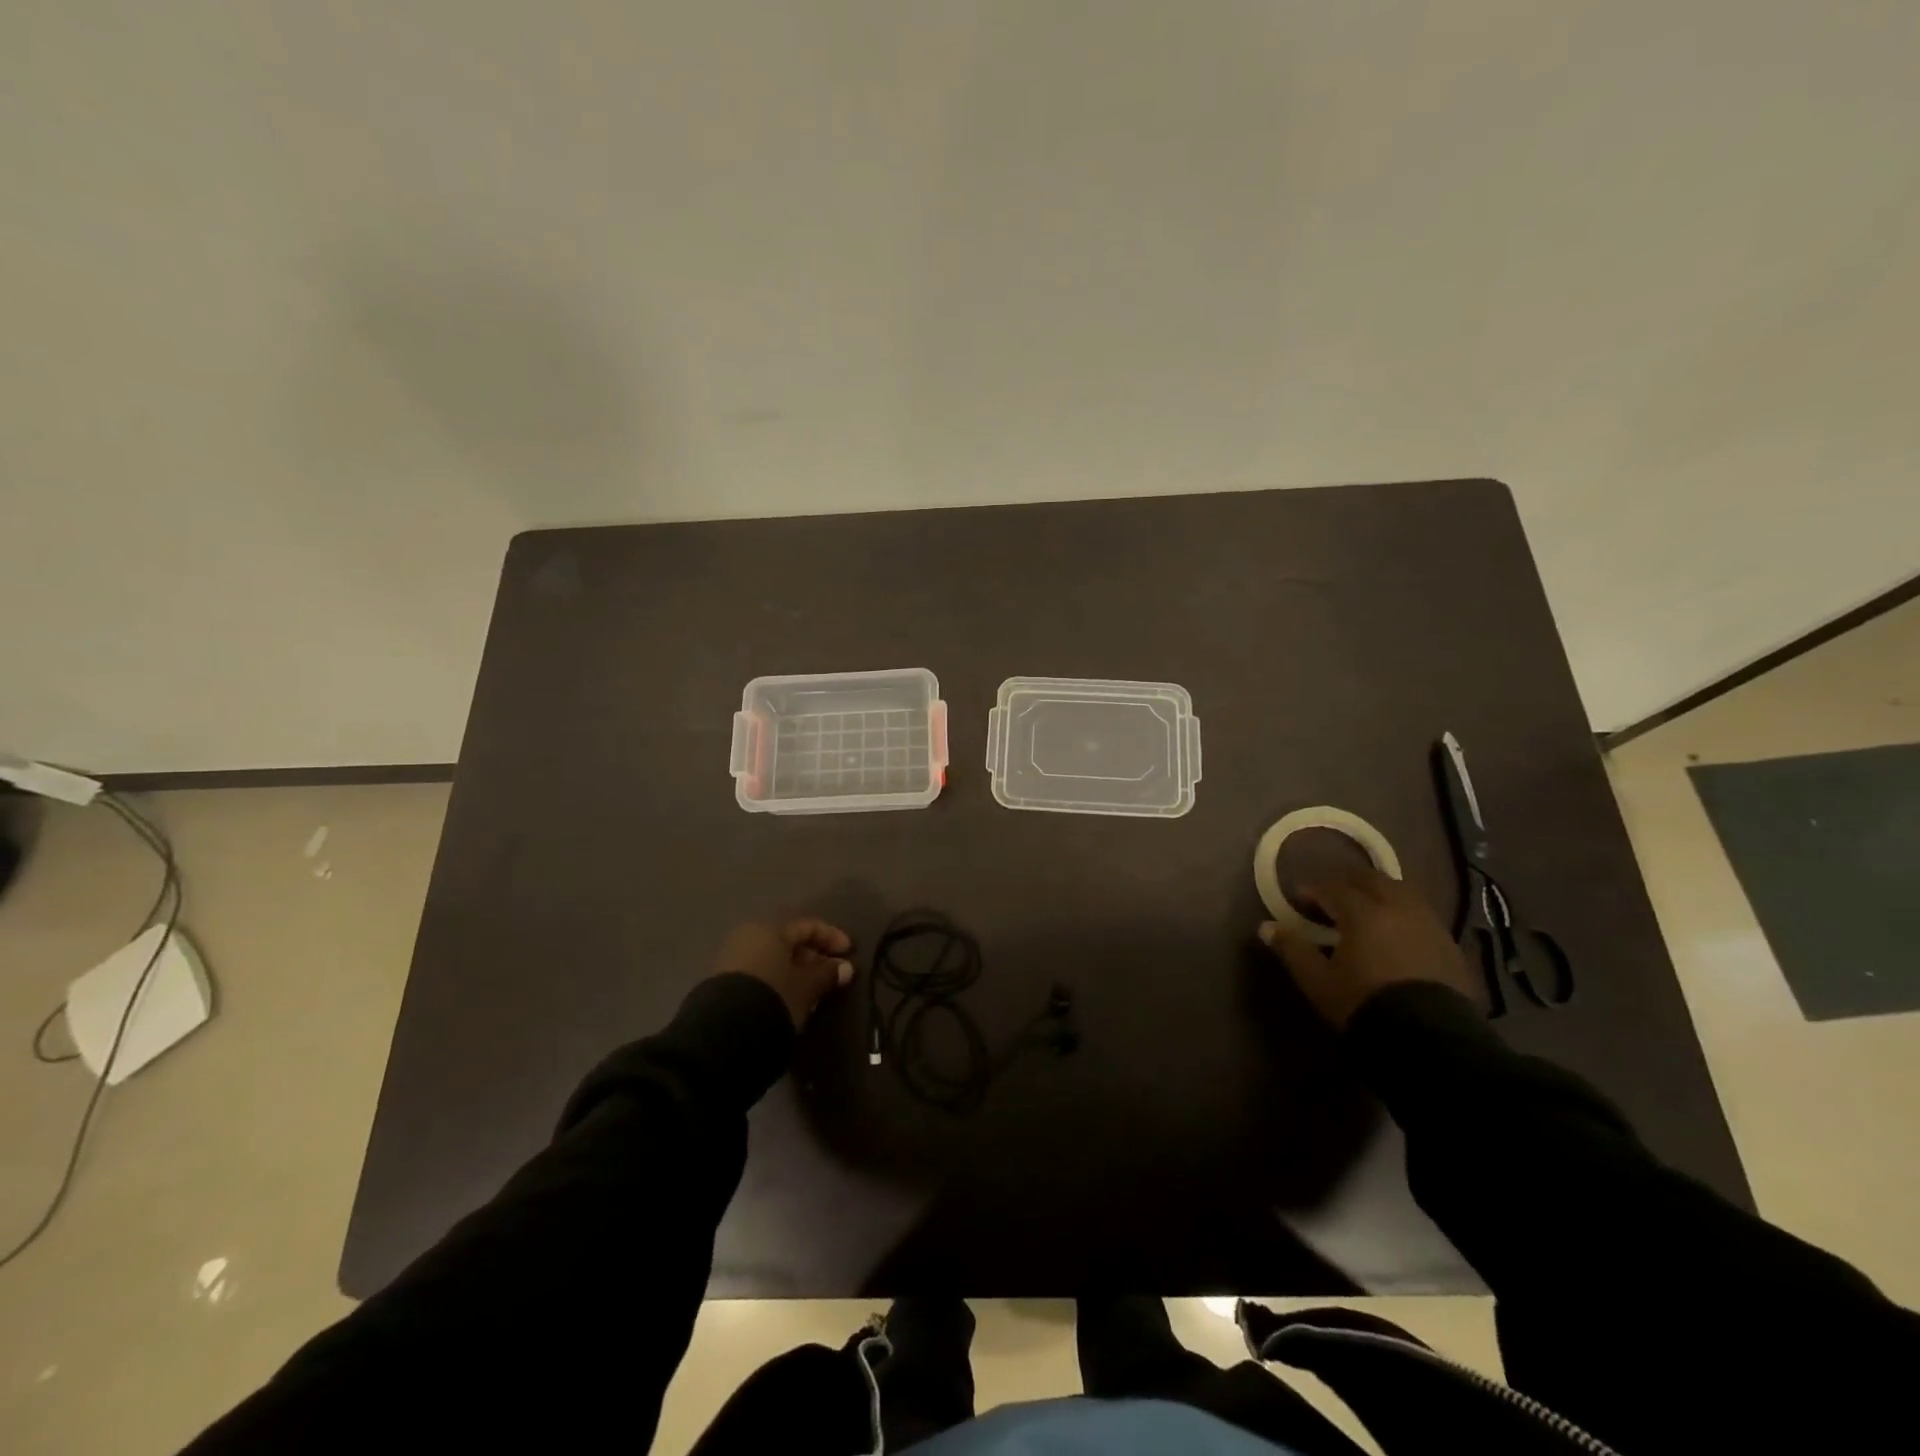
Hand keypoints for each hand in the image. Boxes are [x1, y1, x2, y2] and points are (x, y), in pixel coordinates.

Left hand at [714, 918, 855, 1028]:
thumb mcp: (807, 987)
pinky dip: (778, 981)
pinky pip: (760, 973)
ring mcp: (732, 959)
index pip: (807, 926)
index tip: (849, 953)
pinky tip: (789, 999)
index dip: (831, 937)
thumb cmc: (774, 997)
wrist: (725, 1032)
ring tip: (813, 992)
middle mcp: (749, 937)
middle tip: (831, 975)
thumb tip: (845, 967)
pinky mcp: (723, 983)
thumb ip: (827, 974)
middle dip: (813, 957)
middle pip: (788, 942)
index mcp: (770, 929)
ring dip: (795, 972)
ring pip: (773, 959)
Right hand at [1258, 866, 1477, 1028]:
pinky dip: (1402, 912)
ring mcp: (1429, 925)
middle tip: (1331, 894)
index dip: (1313, 889)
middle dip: (1348, 881)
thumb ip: (1293, 949)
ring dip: (1379, 892)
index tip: (1299, 898)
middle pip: (1372, 880)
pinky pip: (1421, 914)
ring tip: (1365, 908)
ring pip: (1402, 892)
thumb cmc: (1364, 1005)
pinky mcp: (1450, 945)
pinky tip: (1395, 931)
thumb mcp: (1318, 981)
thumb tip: (1267, 927)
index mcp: (1363, 912)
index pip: (1333, 887)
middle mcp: (1398, 908)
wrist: (1430, 1041)